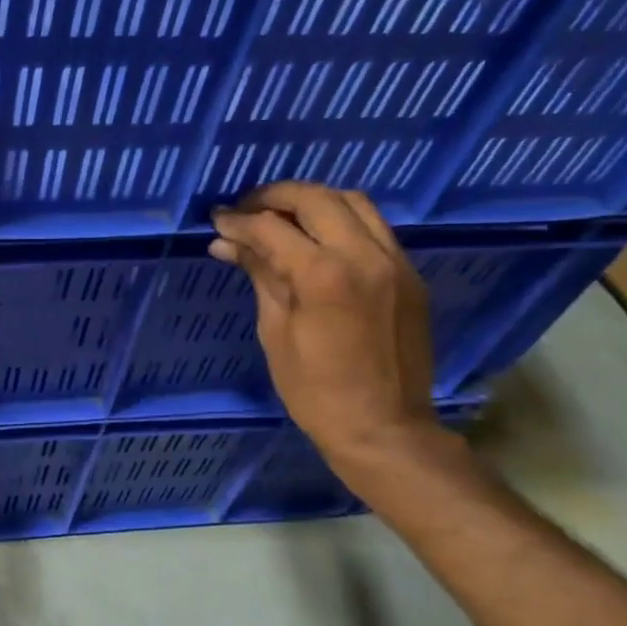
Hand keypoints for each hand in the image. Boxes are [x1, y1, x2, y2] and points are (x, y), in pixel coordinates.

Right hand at [210, 183, 439, 470]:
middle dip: (275, 197)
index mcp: (323, 275)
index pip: (271, 227)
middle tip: (247, 210)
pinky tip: (318, 240)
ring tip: (283, 217)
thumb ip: (259, 275)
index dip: (238, 220)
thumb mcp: (274, 332)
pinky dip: (341, 221)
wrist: (384, 428)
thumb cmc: (314, 390)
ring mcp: (394, 262)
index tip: (217, 220)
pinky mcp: (409, 274)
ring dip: (313, 201)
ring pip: (353, 202)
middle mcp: (364, 255)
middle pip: (316, 198)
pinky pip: (374, 228)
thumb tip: (227, 243)